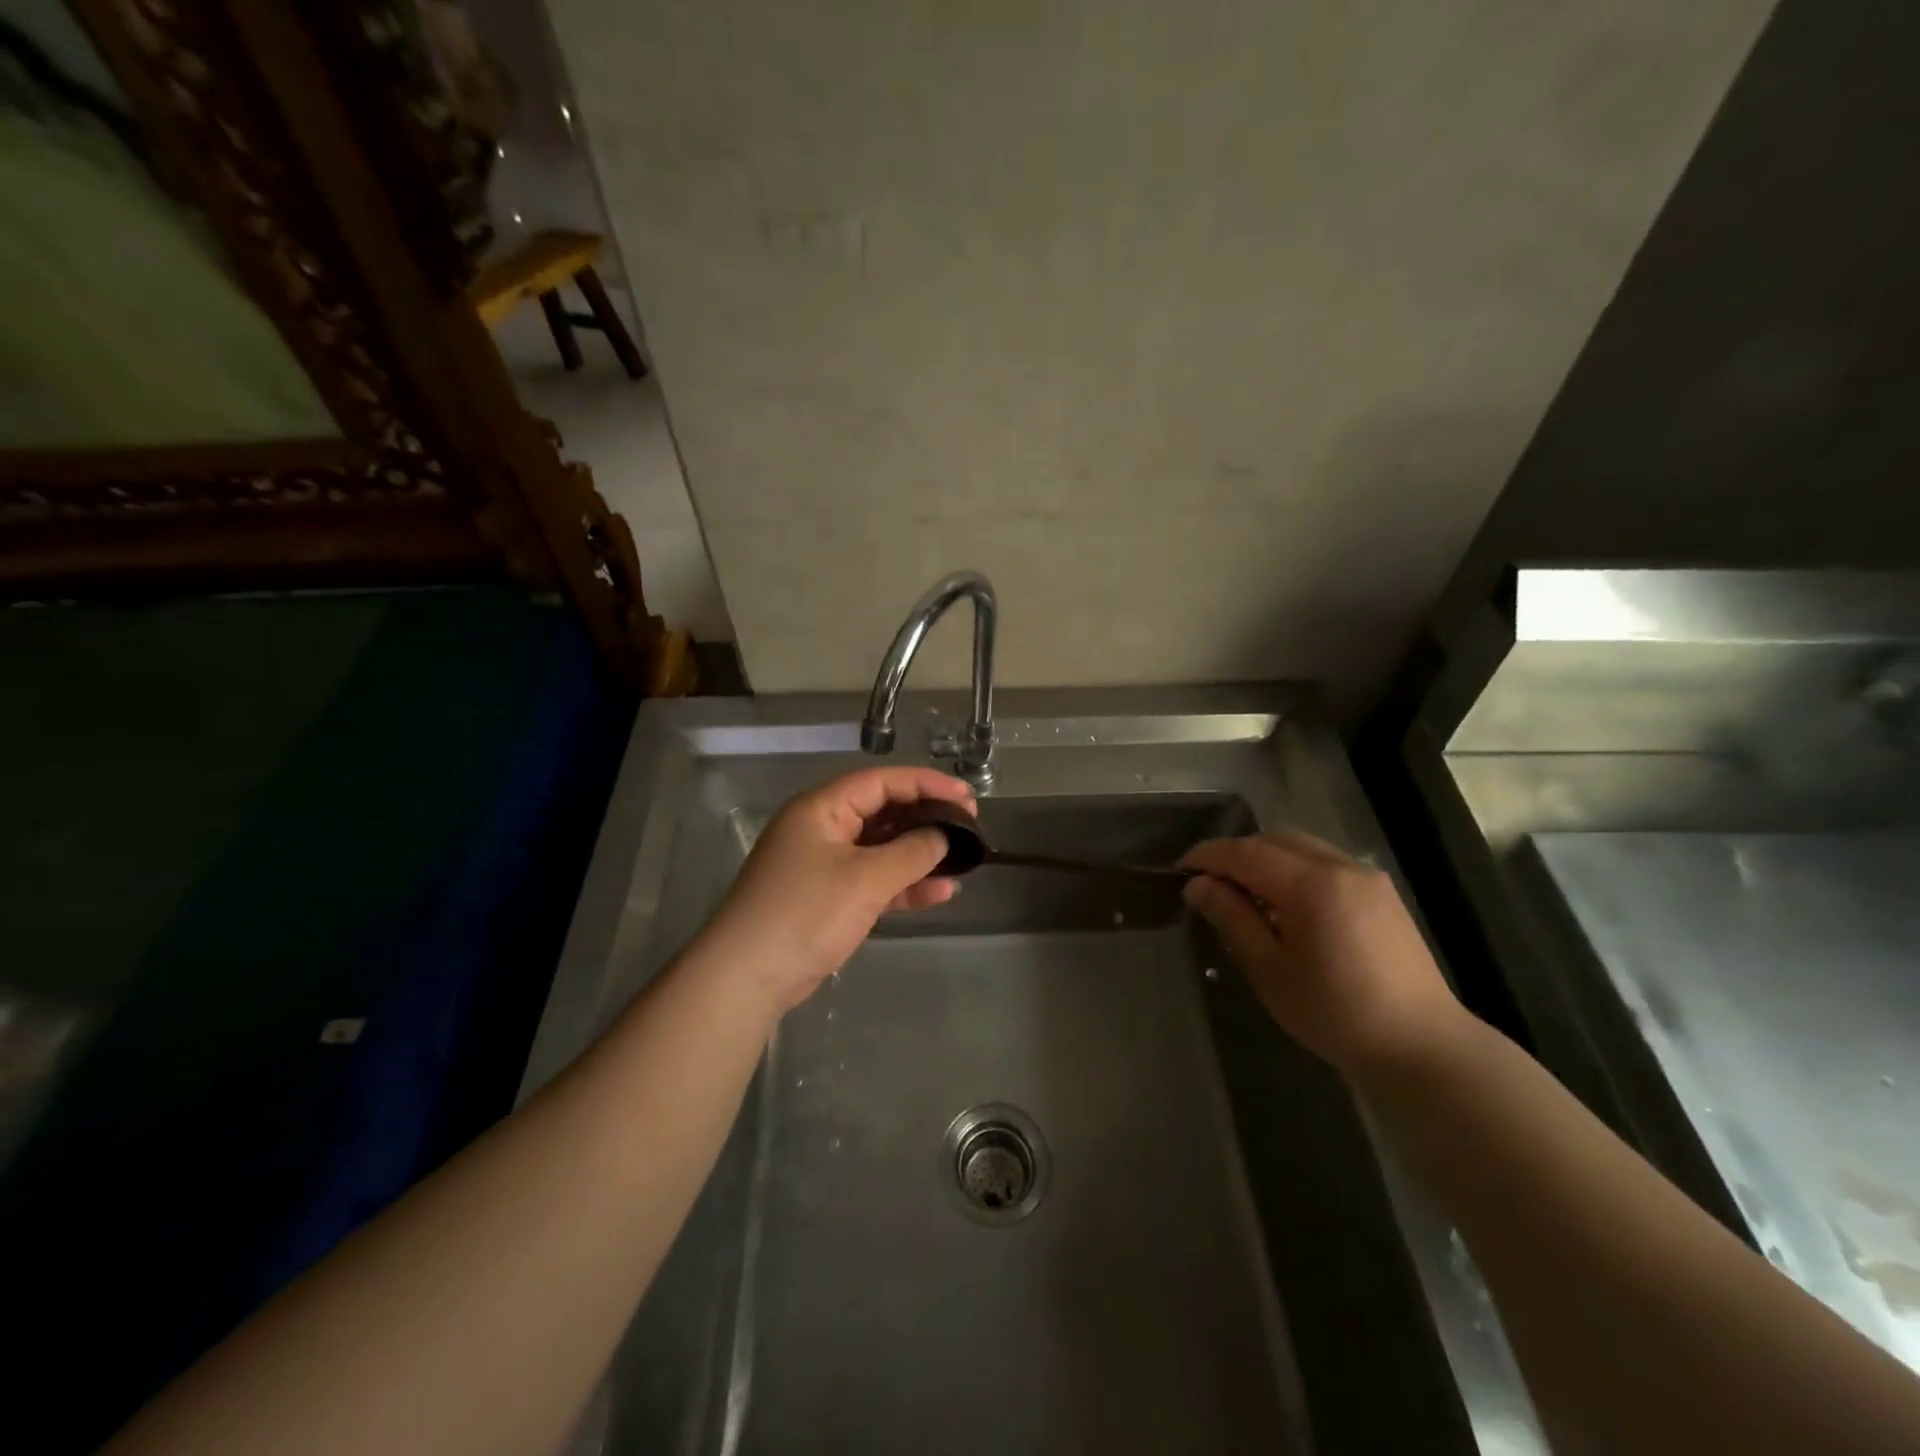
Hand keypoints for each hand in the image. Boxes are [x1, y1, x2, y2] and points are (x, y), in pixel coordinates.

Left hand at [699, 766, 974, 1011]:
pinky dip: (905, 885)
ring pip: (882, 848)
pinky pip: (875, 880)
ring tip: (963, 856)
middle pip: (883, 812)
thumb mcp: (865, 879)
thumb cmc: (806, 913)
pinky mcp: (830, 898)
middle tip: (969, 822)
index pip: (881, 782)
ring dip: (920, 853)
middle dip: (927, 817)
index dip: (926, 784)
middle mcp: (823, 829)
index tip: (966, 795)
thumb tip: (943, 836)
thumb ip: (911, 853)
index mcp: (822, 808)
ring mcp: (826, 865)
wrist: (749, 977)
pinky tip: (941, 891)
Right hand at [1178, 831, 1466, 1077]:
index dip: (1208, 856)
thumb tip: (1198, 886)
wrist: (1422, 1047)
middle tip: (1208, 883)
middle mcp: (1340, 867)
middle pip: (1274, 841)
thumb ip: (1232, 919)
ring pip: (1301, 848)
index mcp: (1311, 885)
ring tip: (1243, 894)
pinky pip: (1325, 863)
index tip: (1180, 871)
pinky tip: (1285, 904)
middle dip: (1235, 854)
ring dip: (1265, 859)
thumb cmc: (1336, 1014)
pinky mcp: (1381, 893)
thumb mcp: (1270, 971)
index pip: (1245, 852)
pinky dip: (1294, 869)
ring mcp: (1366, 877)